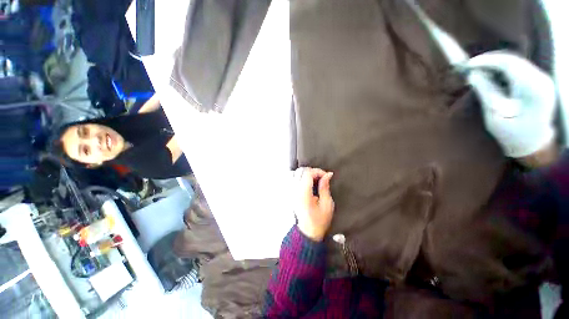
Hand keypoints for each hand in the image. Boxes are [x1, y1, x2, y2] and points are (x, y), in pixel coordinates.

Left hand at [293, 167, 334, 241]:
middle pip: (300, 171)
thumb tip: (327, 175)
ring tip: (314, 179)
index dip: (318, 171)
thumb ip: (325, 187)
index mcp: (303, 193)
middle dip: (312, 171)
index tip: (326, 176)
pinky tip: (308, 182)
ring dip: (305, 173)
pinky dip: (300, 176)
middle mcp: (295, 191)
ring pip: (295, 173)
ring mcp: (291, 192)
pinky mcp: (290, 194)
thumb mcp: (327, 204)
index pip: (307, 173)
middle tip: (321, 177)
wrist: (308, 231)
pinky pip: (293, 179)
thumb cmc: (319, 220)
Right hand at [465, 51, 556, 158]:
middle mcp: (540, 79)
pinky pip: (521, 69)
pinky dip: (505, 70)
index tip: (469, 65)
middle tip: (472, 68)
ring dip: (498, 65)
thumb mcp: (495, 115)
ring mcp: (542, 80)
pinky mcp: (540, 83)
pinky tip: (495, 77)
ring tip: (481, 72)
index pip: (508, 63)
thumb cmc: (513, 134)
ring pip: (517, 63)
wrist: (534, 145)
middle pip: (513, 60)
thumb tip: (473, 75)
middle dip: (491, 61)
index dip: (487, 61)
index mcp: (531, 88)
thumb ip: (486, 92)